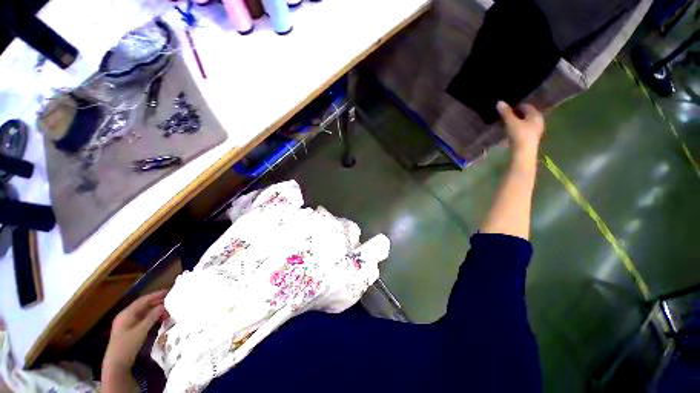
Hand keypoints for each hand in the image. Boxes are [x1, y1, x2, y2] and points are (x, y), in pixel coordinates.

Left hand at [103, 291, 166, 373]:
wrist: (116, 364)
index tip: (169, 292)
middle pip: (142, 305)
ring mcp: (126, 323)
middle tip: (171, 300)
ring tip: (167, 310)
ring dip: (155, 310)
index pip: (143, 300)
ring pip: (143, 312)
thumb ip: (152, 317)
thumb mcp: (141, 331)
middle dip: (156, 302)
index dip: (156, 295)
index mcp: (126, 313)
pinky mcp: (129, 330)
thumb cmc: (127, 345)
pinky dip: (151, 317)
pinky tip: (159, 318)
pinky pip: (142, 319)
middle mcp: (125, 315)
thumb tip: (163, 305)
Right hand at [496, 101, 544, 156]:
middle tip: (507, 115)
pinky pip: (525, 130)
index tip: (508, 107)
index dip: (518, 106)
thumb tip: (499, 102)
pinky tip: (512, 131)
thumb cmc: (519, 134)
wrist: (523, 152)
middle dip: (518, 114)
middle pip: (527, 115)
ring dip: (518, 122)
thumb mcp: (511, 122)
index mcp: (536, 115)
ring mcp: (536, 131)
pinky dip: (519, 128)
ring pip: (526, 123)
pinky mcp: (531, 139)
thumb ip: (505, 112)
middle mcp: (539, 121)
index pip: (527, 106)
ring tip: (508, 123)